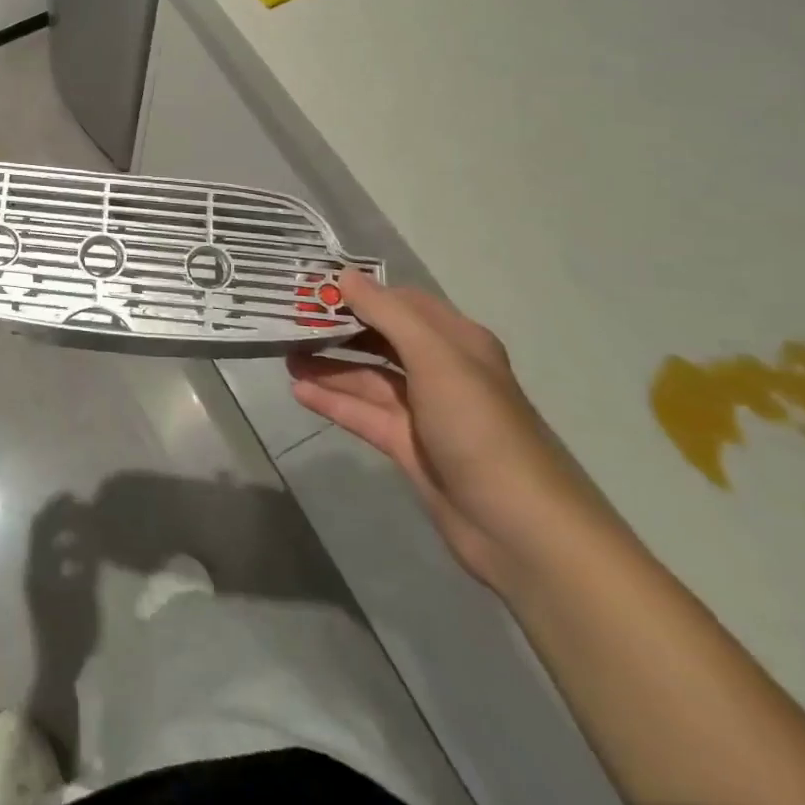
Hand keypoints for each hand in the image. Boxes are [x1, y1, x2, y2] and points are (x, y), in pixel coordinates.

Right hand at [287, 271, 614, 590]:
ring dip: (328, 364)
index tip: (313, 286)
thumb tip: (344, 276)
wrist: (521, 529)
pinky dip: (333, 400)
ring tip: (283, 355)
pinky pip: (363, 413)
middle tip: (290, 320)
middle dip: (338, 328)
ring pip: (367, 376)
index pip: (400, 303)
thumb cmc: (480, 428)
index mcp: (456, 342)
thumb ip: (387, 314)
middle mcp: (441, 370)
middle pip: (381, 338)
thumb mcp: (435, 358)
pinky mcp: (408, 446)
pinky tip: (298, 390)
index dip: (359, 292)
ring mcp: (424, 411)